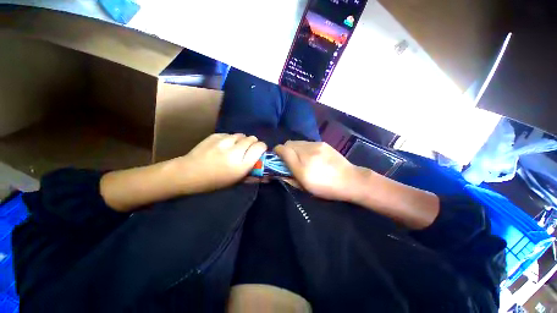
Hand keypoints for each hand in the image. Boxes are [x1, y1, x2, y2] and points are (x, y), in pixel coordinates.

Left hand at [175, 133, 266, 192]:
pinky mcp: (215, 135)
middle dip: (252, 143)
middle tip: (246, 150)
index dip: (261, 147)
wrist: (188, 173)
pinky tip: (223, 146)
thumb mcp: (236, 181)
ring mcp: (223, 141)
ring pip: (241, 135)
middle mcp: (234, 151)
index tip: (259, 151)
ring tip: (234, 148)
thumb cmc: (215, 181)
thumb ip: (253, 175)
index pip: (259, 147)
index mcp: (241, 165)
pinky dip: (230, 139)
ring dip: (241, 141)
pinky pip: (230, 134)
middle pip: (252, 138)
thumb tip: (267, 176)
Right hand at [274, 141, 366, 201]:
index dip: (277, 151)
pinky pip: (306, 142)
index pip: (282, 150)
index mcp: (301, 167)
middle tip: (289, 159)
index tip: (277, 157)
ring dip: (294, 148)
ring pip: (297, 142)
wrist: (350, 180)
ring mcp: (315, 146)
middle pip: (288, 143)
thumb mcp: (304, 188)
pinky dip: (303, 147)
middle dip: (285, 150)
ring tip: (301, 157)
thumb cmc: (326, 188)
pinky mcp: (322, 143)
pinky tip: (311, 155)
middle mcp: (306, 153)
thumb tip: (278, 170)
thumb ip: (289, 177)